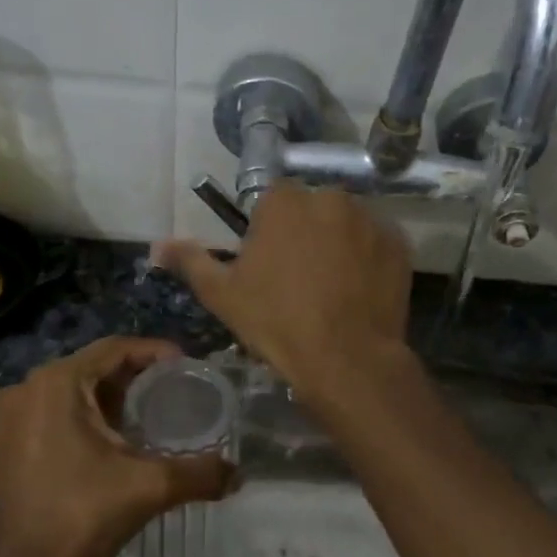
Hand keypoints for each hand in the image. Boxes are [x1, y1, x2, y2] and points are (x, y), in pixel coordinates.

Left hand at [0, 337, 233, 556]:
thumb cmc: (84, 514)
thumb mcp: (150, 487)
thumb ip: (200, 473)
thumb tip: (238, 473)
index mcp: (57, 382)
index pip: (114, 349)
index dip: (154, 352)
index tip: (186, 365)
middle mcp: (28, 388)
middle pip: (92, 367)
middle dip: (134, 376)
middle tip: (173, 389)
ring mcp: (12, 416)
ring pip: (72, 390)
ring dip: (109, 397)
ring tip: (149, 412)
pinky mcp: (8, 442)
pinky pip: (54, 411)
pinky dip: (85, 415)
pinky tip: (113, 438)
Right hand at [153, 182, 412, 399]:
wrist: (345, 359)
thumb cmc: (276, 322)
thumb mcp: (223, 294)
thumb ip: (191, 261)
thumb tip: (157, 246)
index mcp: (285, 200)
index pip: (272, 200)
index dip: (268, 231)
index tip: (267, 264)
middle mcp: (331, 197)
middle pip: (311, 209)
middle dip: (305, 233)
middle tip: (298, 278)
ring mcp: (371, 220)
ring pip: (346, 225)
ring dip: (338, 244)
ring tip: (332, 289)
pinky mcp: (399, 246)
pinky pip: (376, 245)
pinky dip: (367, 260)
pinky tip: (358, 293)